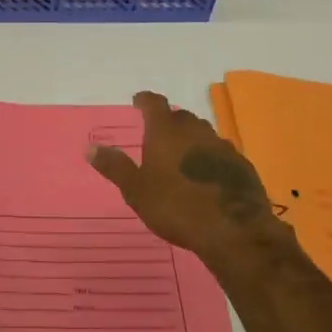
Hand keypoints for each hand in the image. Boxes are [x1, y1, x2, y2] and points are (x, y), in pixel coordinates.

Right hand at [87, 91, 295, 269]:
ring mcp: (222, 146)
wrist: (233, 231)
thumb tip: (89, 147)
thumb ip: (114, 167)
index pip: (154, 103)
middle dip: (168, 122)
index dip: (144, 100)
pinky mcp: (242, 165)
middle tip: (157, 136)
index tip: (137, 102)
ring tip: (181, 157)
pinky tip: (207, 177)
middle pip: (180, 117)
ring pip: (202, 134)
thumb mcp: (136, 190)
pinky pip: (220, 153)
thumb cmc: (176, 207)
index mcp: (166, 130)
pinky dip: (210, 158)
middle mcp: (195, 130)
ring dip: (191, 140)